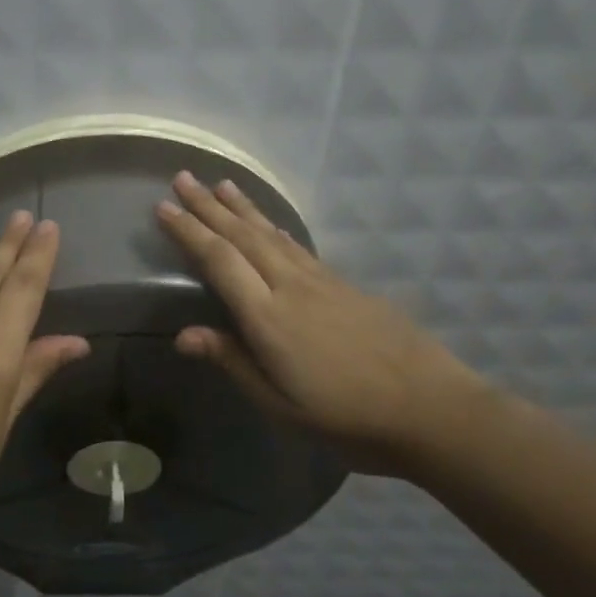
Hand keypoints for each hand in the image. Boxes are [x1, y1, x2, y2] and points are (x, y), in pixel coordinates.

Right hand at [156, 172, 481, 463]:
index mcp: (268, 317)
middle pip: (243, 237)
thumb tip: (182, 334)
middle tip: (182, 178)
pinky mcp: (346, 285)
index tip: (163, 208)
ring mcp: (322, 282)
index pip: (219, 261)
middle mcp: (291, 287)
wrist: (432, 409)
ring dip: (242, 208)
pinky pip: (298, 247)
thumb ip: (233, 362)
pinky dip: (275, 229)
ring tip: (221, 184)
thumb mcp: (280, 404)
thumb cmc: (346, 418)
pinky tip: (270, 224)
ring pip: (271, 234)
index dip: (189, 232)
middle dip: (208, 206)